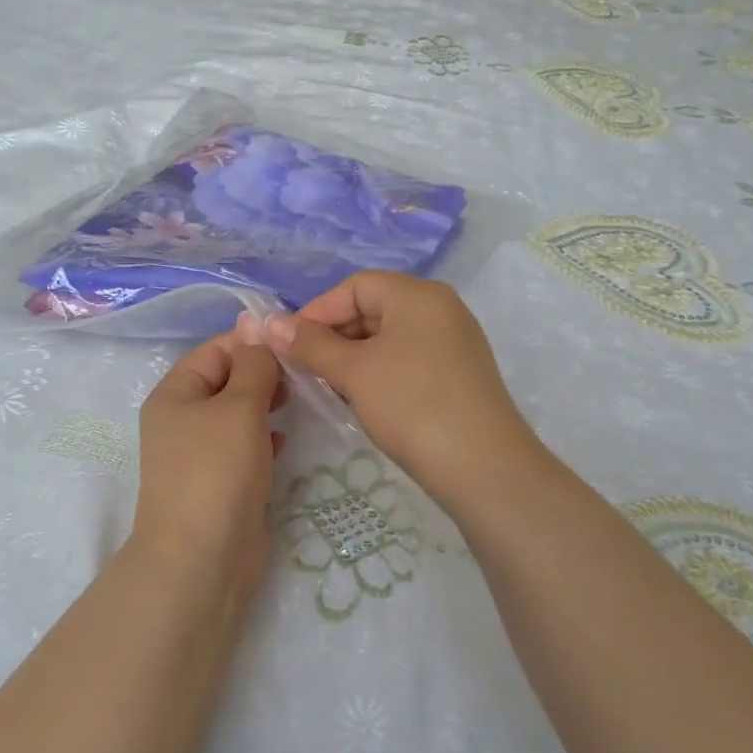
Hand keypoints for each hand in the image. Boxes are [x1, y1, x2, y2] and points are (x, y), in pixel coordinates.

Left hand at [131, 334, 284, 599]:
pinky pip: (244, 448)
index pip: (215, 351)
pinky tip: (286, 440)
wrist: (202, 557)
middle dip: (262, 375)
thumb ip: (253, 365)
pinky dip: (264, 439)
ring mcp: (200, 454)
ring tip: (302, 400)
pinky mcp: (220, 483)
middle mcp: (182, 420)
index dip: (252, 343)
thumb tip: (256, 324)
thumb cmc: (216, 471)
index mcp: (175, 394)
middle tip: (304, 374)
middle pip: (226, 382)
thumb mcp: (239, 408)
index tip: (295, 343)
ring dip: (267, 406)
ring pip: (238, 416)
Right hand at [249, 273, 540, 511]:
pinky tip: (362, 399)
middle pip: (373, 308)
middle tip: (305, 370)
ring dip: (352, 357)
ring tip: (329, 387)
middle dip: (333, 336)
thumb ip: (310, 344)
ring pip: (388, 337)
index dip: (316, 311)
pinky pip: (407, 359)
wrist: (482, 465)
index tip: (288, 345)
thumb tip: (270, 323)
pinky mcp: (458, 373)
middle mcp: (440, 308)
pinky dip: (378, 371)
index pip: (354, 286)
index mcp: (417, 295)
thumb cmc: (412, 404)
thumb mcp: (353, 372)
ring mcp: (453, 341)